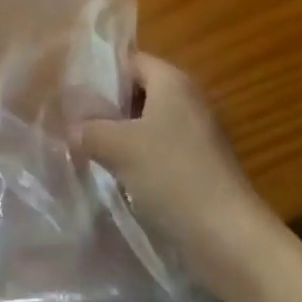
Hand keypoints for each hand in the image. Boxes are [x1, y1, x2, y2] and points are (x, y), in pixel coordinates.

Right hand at [72, 53, 268, 290]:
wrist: (231, 240)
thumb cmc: (173, 176)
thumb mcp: (119, 147)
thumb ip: (89, 131)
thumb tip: (70, 128)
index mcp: (172, 81)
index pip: (130, 61)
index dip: (101, 75)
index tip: (73, 96)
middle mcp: (188, 99)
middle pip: (138, 92)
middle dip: (108, 109)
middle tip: (77, 125)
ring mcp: (198, 135)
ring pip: (148, 124)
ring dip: (122, 138)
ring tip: (90, 153)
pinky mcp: (201, 167)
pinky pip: (161, 151)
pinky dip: (140, 160)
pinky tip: (119, 179)